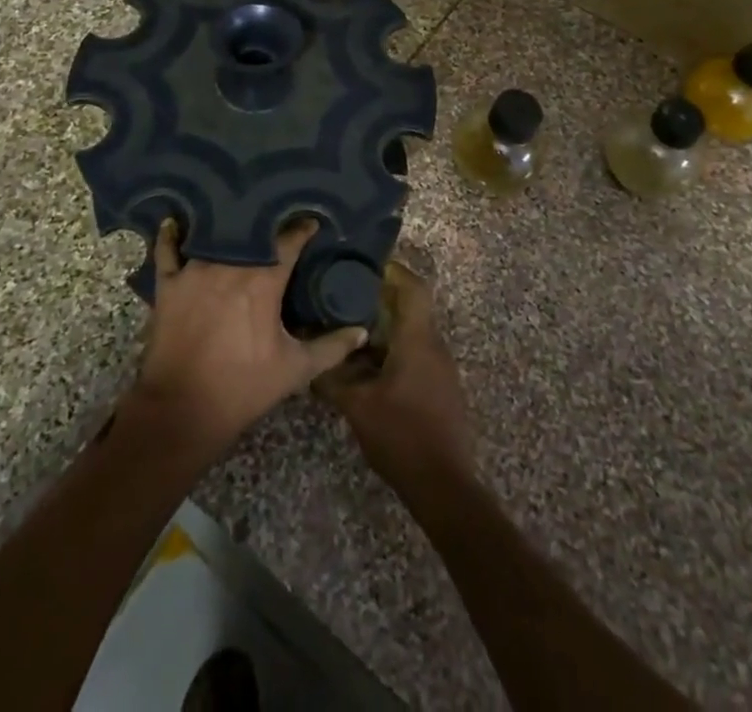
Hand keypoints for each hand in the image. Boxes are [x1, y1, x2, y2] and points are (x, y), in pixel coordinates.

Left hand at [127, 218, 366, 454]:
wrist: (183, 409)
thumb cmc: (243, 387)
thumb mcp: (295, 370)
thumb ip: (331, 347)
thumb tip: (361, 332)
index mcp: (263, 280)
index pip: (289, 242)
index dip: (302, 230)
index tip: (311, 223)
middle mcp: (229, 264)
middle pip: (251, 233)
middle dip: (265, 224)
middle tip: (275, 218)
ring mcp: (195, 271)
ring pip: (213, 236)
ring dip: (226, 227)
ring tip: (236, 215)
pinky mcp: (168, 284)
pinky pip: (167, 251)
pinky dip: (170, 236)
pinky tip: (173, 222)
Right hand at [317, 261, 473, 490]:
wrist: (443, 485)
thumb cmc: (401, 435)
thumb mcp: (357, 405)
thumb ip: (332, 378)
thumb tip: (308, 360)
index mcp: (418, 339)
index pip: (413, 287)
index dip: (392, 270)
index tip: (364, 265)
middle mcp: (433, 345)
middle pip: (411, 307)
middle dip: (380, 298)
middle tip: (345, 295)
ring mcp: (439, 368)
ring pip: (411, 332)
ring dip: (384, 327)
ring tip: (348, 328)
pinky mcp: (439, 387)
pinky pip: (415, 353)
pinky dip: (392, 349)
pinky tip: (365, 365)